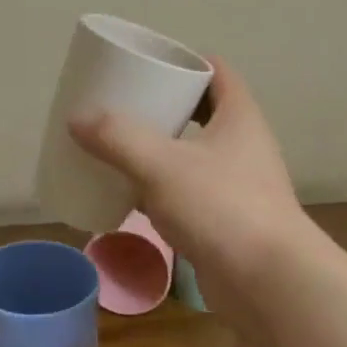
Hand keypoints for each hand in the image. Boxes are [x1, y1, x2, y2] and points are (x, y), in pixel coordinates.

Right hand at [69, 59, 322, 331]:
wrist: (268, 283)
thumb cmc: (221, 207)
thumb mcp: (161, 165)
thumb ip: (118, 138)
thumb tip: (78, 118)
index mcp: (238, 117)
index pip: (216, 71)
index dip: (185, 62)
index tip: (147, 65)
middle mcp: (243, 145)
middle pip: (202, 112)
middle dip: (164, 107)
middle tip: (123, 106)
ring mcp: (238, 184)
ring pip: (194, 155)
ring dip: (161, 150)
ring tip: (119, 147)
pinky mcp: (228, 220)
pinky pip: (190, 193)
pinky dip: (162, 189)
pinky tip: (131, 196)